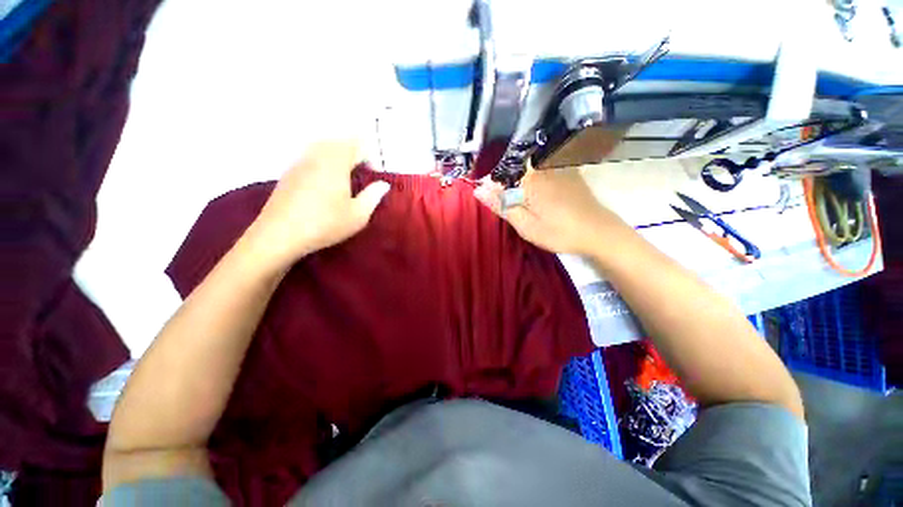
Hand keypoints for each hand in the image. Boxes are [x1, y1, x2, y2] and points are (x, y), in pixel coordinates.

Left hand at [244, 141, 389, 270]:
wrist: (280, 234)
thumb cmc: (325, 224)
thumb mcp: (358, 215)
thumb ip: (373, 196)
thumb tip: (383, 184)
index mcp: (336, 163)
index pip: (356, 145)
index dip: (370, 155)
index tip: (375, 173)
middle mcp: (316, 156)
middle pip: (338, 142)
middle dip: (354, 151)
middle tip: (362, 170)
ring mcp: (300, 163)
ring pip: (322, 147)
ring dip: (337, 155)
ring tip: (346, 175)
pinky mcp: (289, 173)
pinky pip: (310, 157)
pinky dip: (323, 162)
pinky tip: (325, 182)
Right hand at [473, 167, 627, 255]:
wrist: (598, 232)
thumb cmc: (558, 232)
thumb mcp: (525, 225)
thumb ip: (501, 206)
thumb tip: (478, 190)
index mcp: (529, 179)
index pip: (500, 173)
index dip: (491, 185)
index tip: (492, 199)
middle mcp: (542, 166)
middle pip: (514, 167)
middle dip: (506, 182)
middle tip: (511, 204)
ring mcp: (557, 166)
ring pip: (528, 167)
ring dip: (519, 180)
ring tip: (523, 200)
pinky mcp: (568, 170)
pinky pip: (543, 167)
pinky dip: (535, 176)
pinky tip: (539, 192)